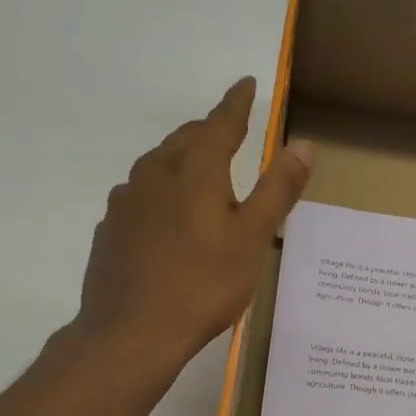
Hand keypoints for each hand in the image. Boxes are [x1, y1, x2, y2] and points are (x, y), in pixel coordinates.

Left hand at [74, 77, 313, 366]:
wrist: (130, 332)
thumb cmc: (203, 284)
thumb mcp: (253, 238)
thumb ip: (278, 189)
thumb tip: (303, 143)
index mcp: (194, 170)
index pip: (220, 123)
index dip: (237, 103)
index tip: (246, 83)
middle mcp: (155, 173)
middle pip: (186, 139)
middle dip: (210, 130)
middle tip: (229, 129)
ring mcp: (126, 201)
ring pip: (159, 165)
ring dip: (183, 158)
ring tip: (201, 170)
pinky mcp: (111, 229)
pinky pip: (142, 195)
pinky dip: (162, 192)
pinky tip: (168, 217)